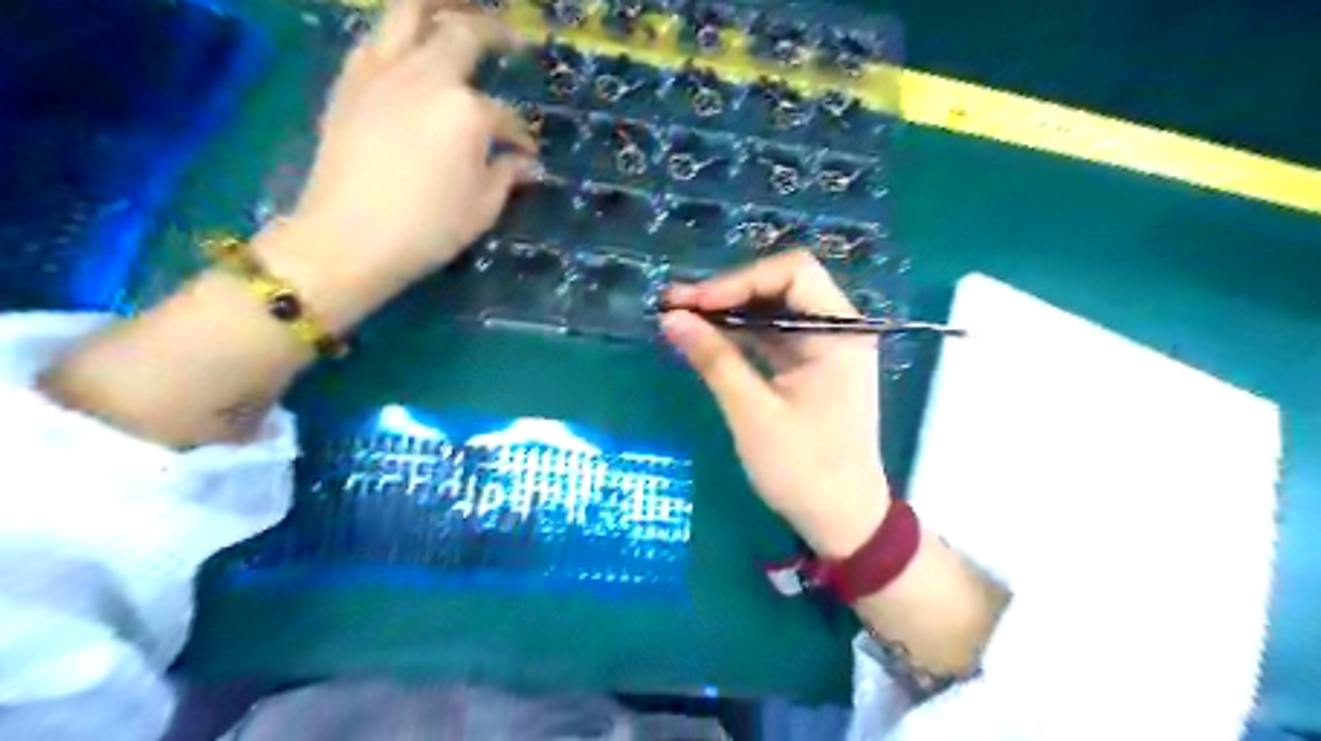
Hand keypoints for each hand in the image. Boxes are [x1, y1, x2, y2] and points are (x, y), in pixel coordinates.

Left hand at [291, 0, 535, 283]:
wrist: (348, 238)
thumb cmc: (427, 230)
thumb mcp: (482, 209)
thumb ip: (507, 176)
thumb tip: (525, 164)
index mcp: (466, 112)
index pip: (505, 117)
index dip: (521, 136)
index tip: (527, 155)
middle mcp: (426, 77)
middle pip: (463, 32)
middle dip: (493, 32)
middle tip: (510, 41)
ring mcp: (382, 72)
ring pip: (408, 12)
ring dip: (438, 10)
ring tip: (455, 17)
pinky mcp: (349, 82)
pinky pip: (375, 39)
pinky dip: (398, 36)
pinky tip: (409, 53)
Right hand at [666, 248, 892, 556]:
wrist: (842, 520)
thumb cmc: (804, 469)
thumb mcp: (753, 413)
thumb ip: (714, 359)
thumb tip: (671, 317)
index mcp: (840, 333)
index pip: (793, 273)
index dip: (738, 280)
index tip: (692, 303)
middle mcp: (838, 329)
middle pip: (781, 285)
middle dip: (729, 292)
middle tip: (677, 307)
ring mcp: (825, 347)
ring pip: (774, 309)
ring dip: (729, 312)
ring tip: (681, 319)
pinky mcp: (811, 367)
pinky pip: (773, 335)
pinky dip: (740, 334)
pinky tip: (707, 339)